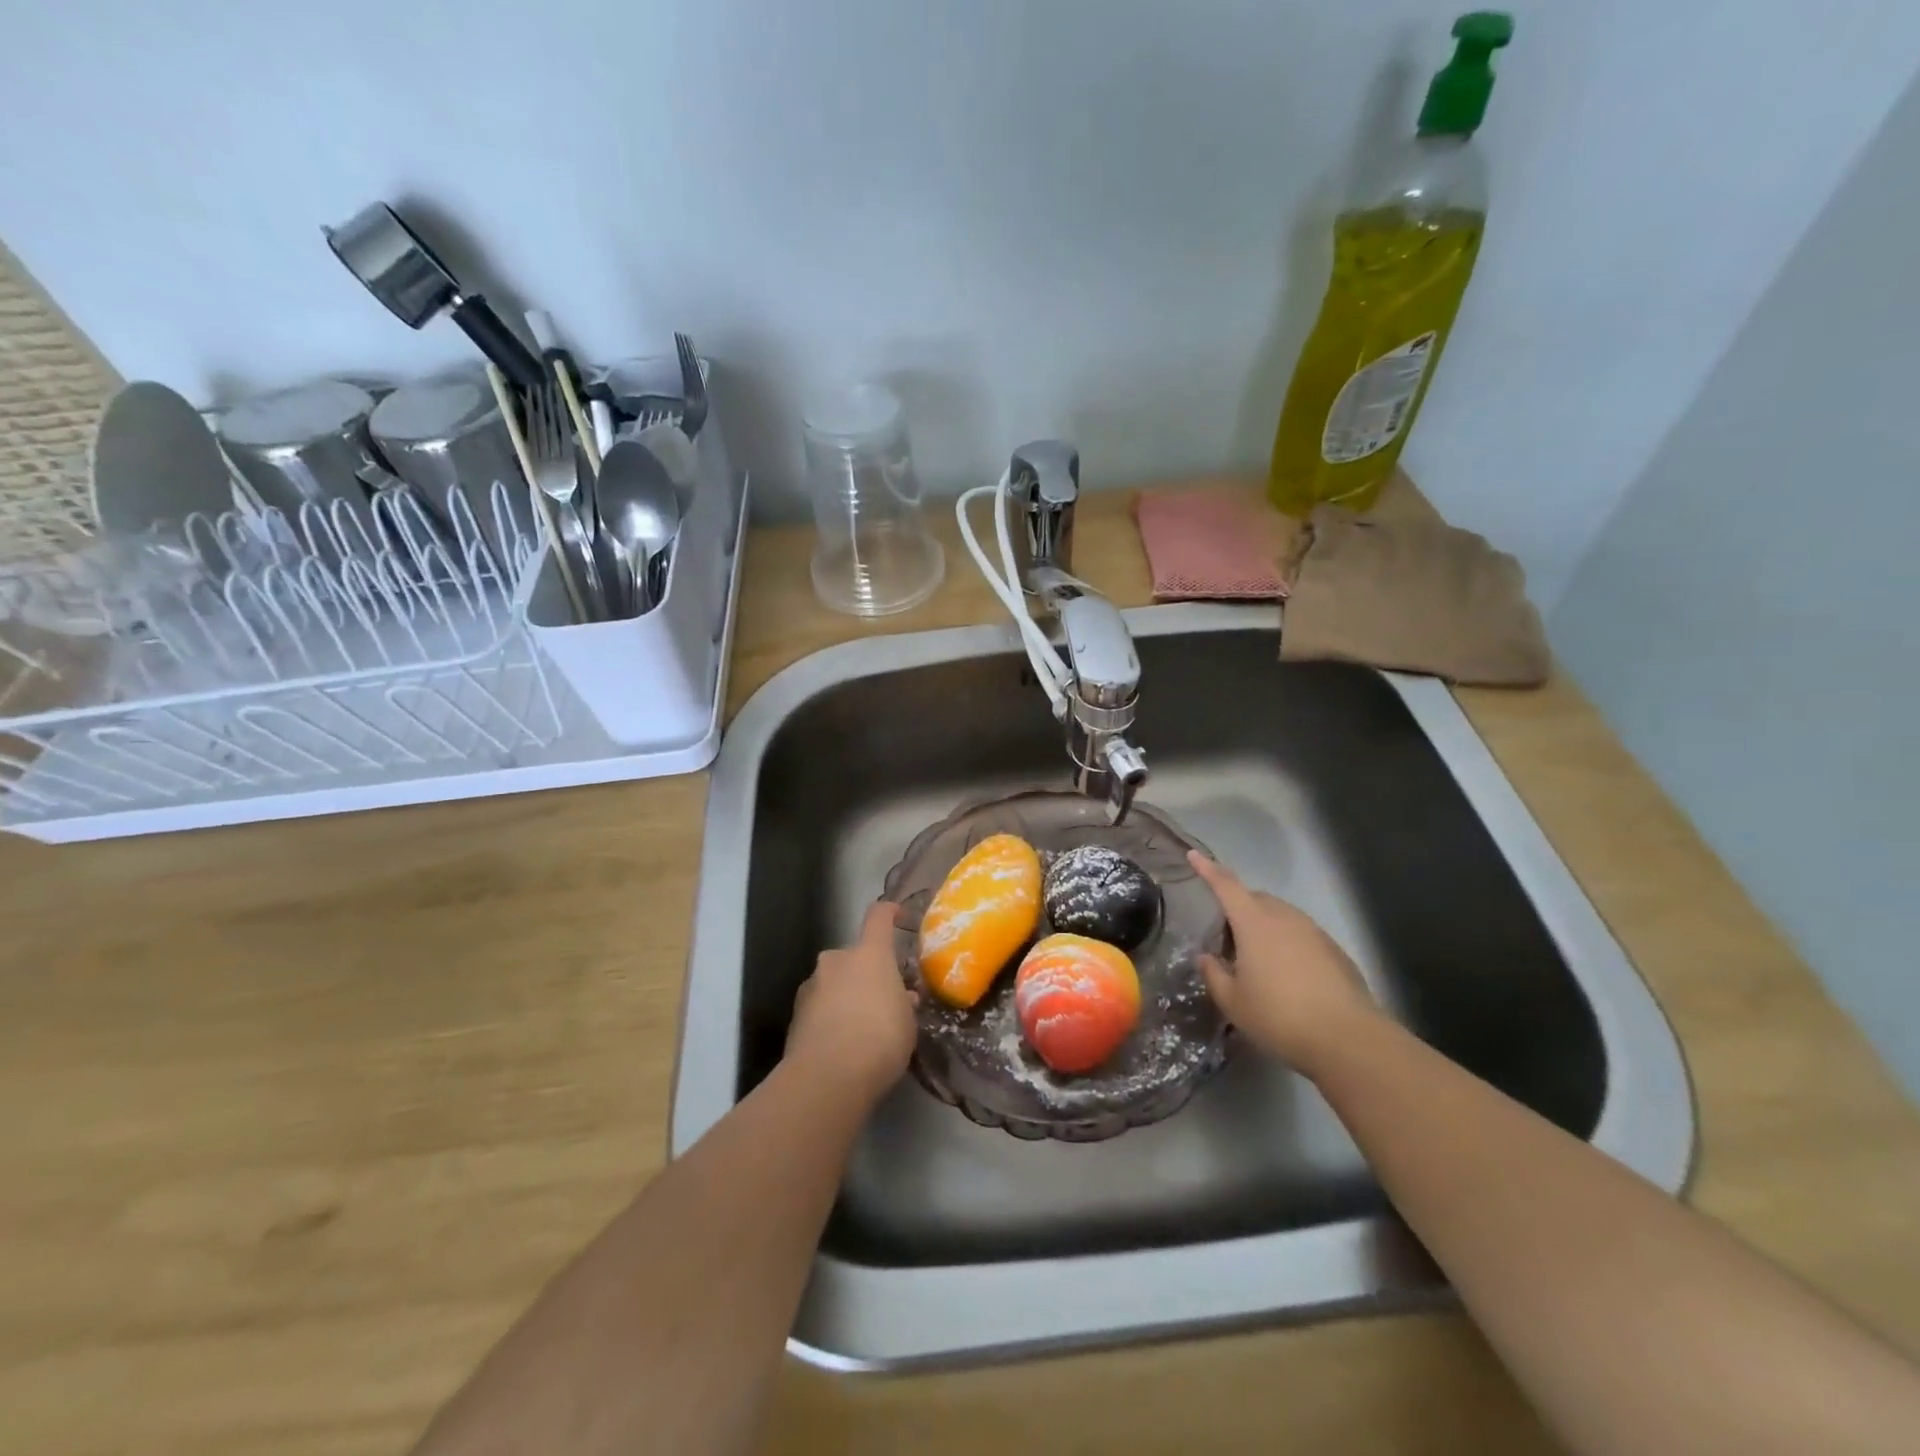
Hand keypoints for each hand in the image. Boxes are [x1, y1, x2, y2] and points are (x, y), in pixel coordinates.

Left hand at [785, 901, 918, 1107]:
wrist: (826, 1077)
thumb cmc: (880, 1039)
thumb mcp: (907, 1023)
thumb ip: (903, 1004)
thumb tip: (901, 997)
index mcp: (870, 954)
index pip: (878, 917)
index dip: (888, 912)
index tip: (896, 914)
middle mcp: (837, 960)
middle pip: (854, 956)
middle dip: (866, 973)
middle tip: (882, 1000)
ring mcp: (812, 985)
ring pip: (834, 982)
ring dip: (846, 995)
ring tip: (860, 1028)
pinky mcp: (795, 1014)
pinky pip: (820, 1006)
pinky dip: (830, 1017)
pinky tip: (841, 1044)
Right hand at [1188, 850, 1376, 1075]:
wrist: (1348, 1039)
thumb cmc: (1279, 1017)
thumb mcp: (1233, 1002)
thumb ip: (1214, 975)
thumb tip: (1206, 958)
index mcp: (1254, 923)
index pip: (1226, 885)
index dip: (1208, 869)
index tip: (1194, 855)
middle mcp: (1284, 917)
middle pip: (1255, 899)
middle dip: (1238, 907)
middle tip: (1227, 938)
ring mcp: (1314, 932)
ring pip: (1281, 915)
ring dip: (1264, 926)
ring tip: (1257, 959)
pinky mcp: (1335, 950)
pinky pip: (1302, 934)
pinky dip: (1288, 943)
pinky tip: (1288, 975)